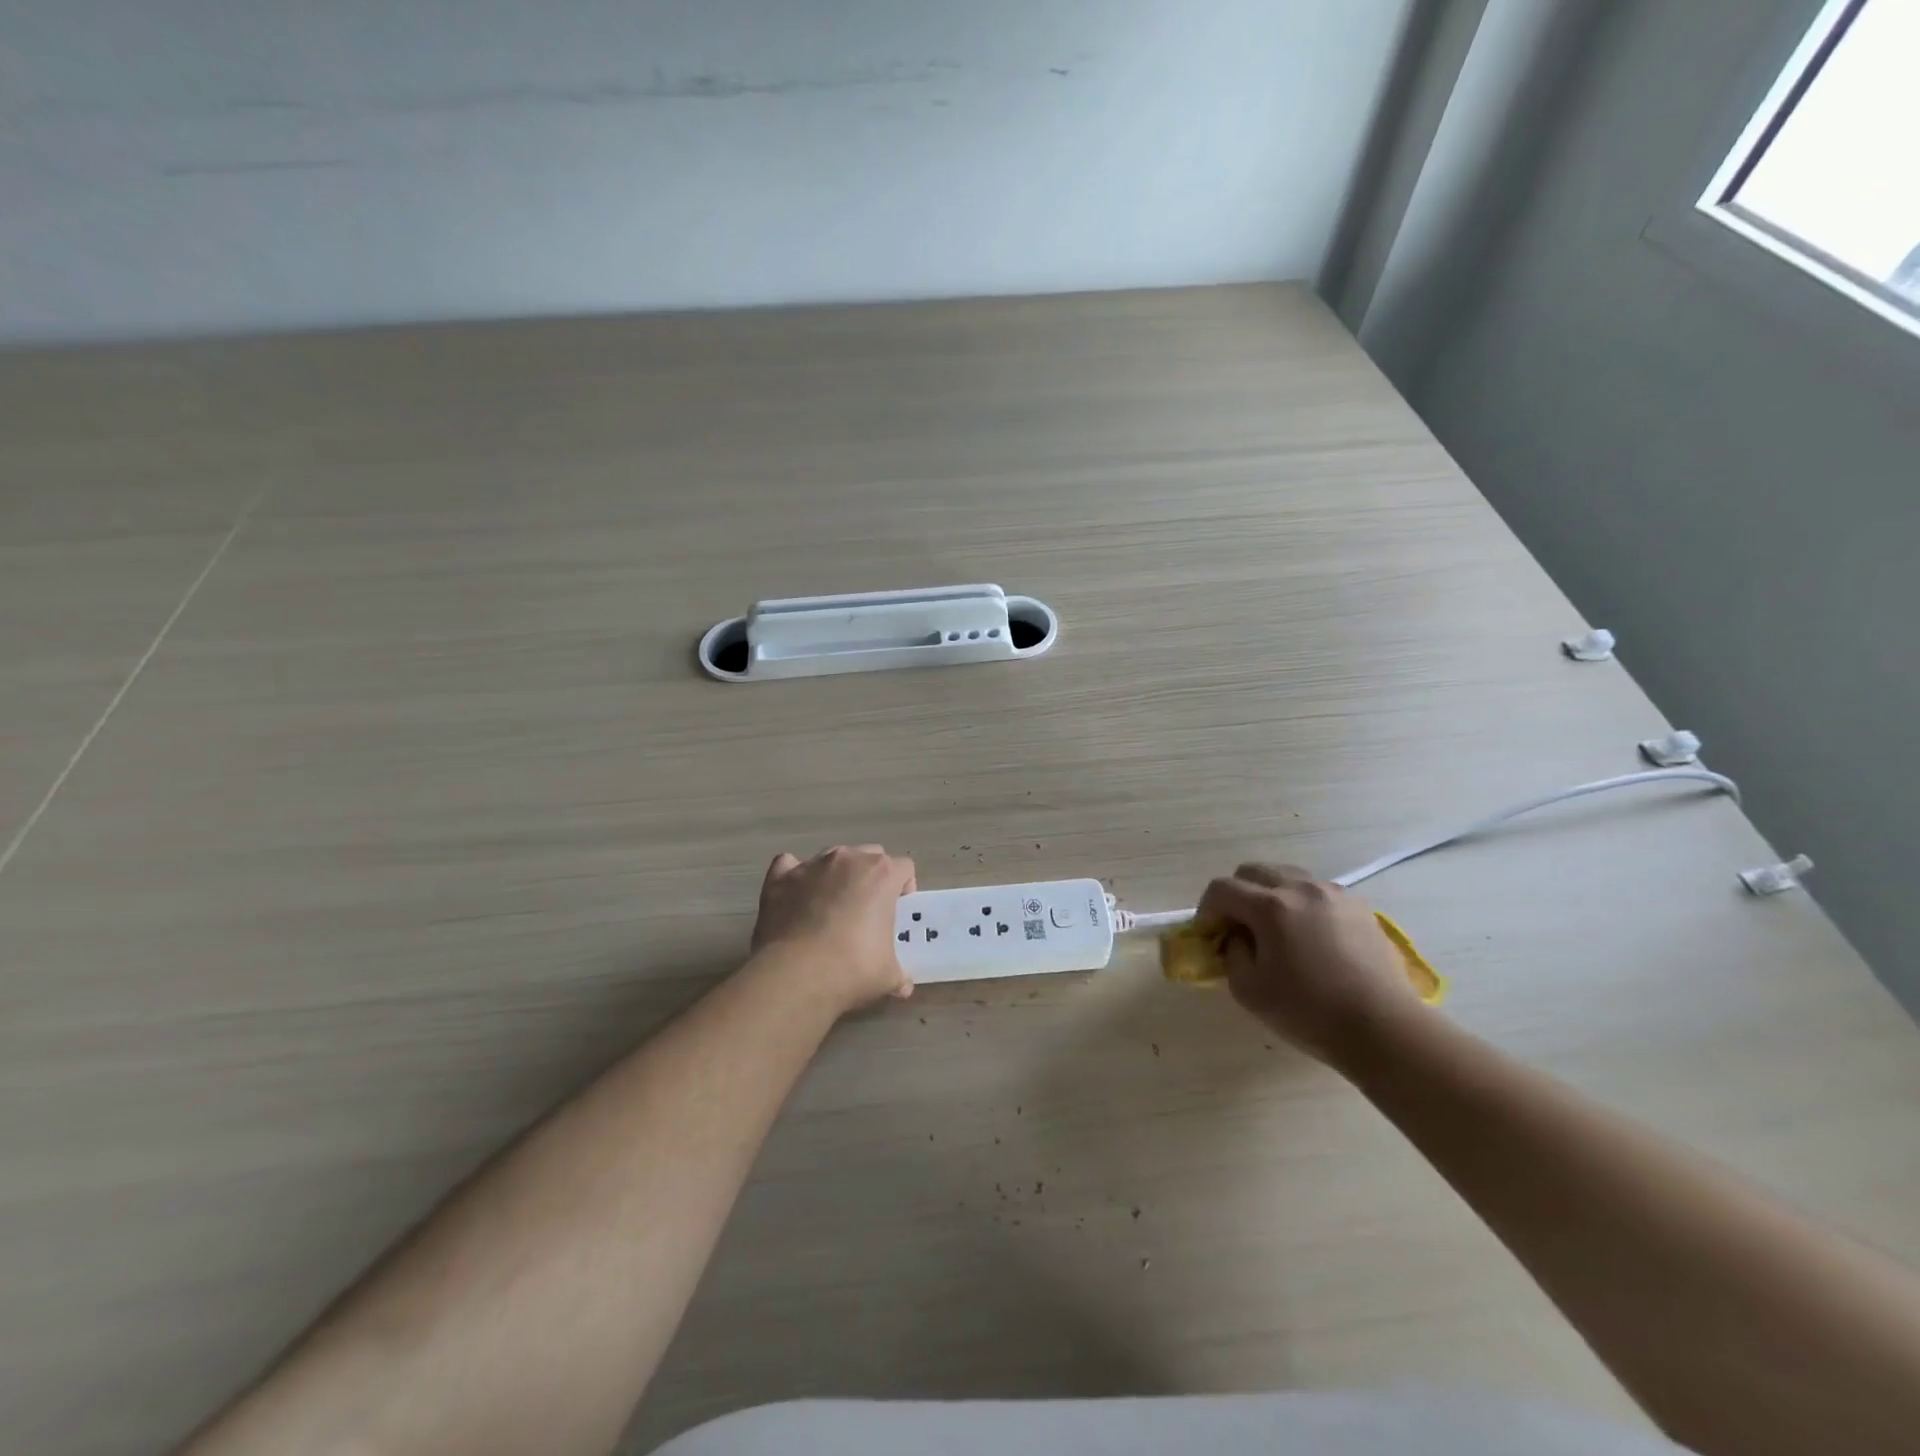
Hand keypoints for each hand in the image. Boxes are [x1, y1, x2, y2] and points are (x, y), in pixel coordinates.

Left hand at [750, 845, 916, 1013]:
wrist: (796, 975)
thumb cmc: (852, 969)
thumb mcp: (888, 976)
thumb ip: (898, 973)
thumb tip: (903, 987)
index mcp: (882, 874)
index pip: (903, 867)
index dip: (903, 887)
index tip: (897, 911)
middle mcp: (848, 859)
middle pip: (869, 855)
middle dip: (870, 877)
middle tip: (866, 910)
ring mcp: (811, 865)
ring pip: (832, 858)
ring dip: (836, 876)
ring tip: (829, 908)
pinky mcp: (780, 878)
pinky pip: (790, 865)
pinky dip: (795, 878)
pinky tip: (795, 899)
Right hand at [1196, 864, 1423, 1067]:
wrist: (1384, 1028)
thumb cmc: (1309, 1012)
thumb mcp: (1248, 990)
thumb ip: (1232, 953)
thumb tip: (1238, 937)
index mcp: (1270, 906)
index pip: (1222, 889)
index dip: (1207, 909)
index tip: (1209, 934)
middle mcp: (1301, 888)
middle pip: (1253, 871)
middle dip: (1236, 894)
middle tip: (1237, 927)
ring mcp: (1334, 894)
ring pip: (1287, 877)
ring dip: (1270, 895)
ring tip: (1275, 930)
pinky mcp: (1359, 907)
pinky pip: (1317, 892)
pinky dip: (1301, 905)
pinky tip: (1309, 937)